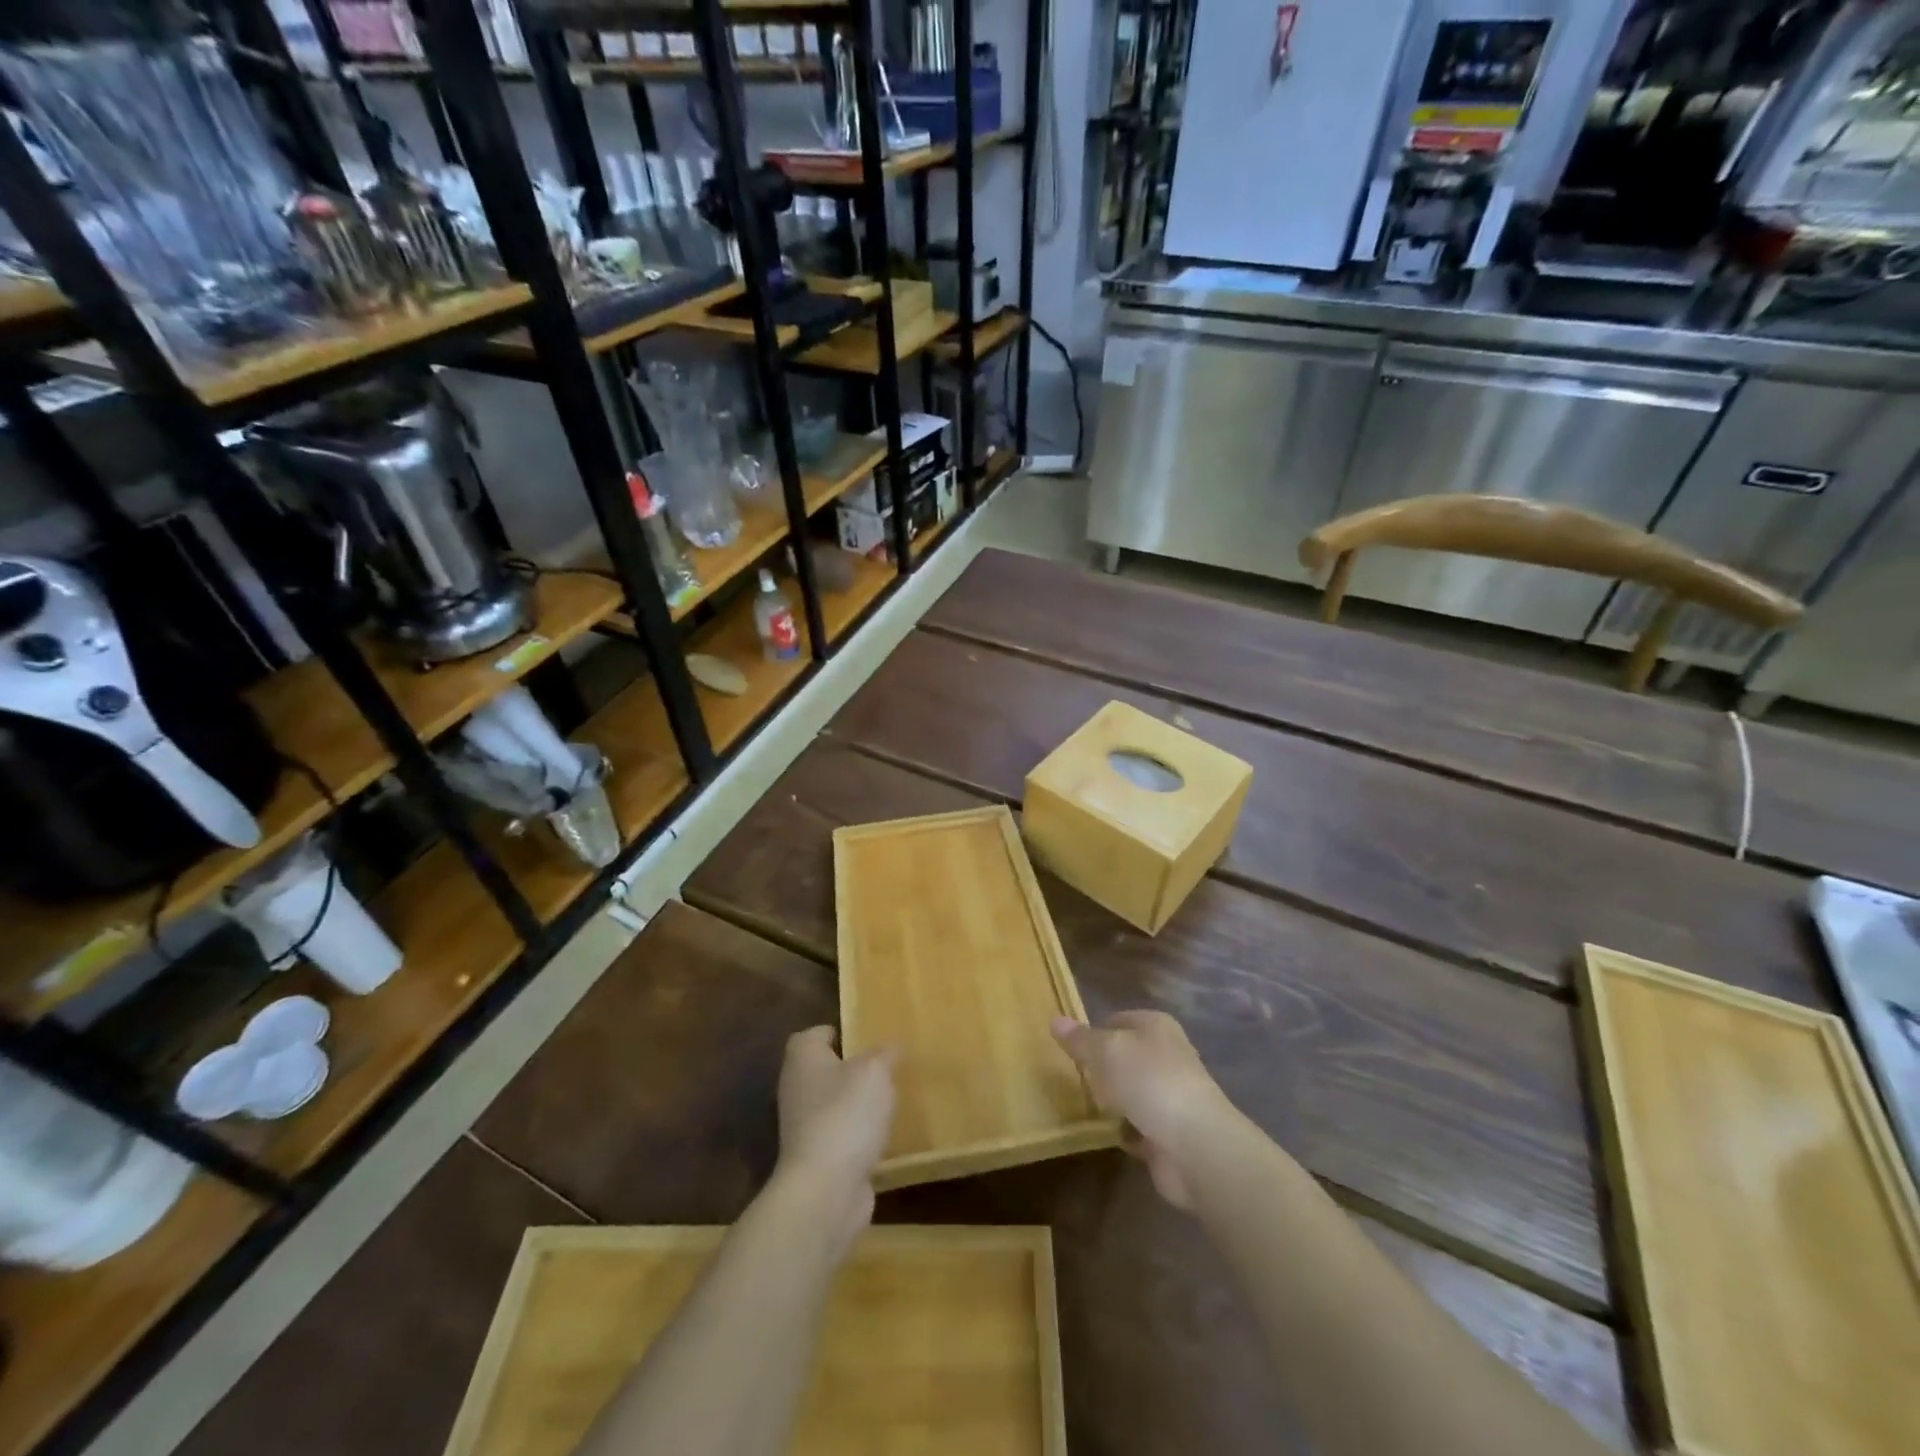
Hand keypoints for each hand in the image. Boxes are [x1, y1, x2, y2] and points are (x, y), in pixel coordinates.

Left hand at [775, 1026, 895, 1242]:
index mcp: (803, 1058)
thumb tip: (890, 1048)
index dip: (839, 1032)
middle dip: (853, 1069)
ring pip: (834, 1103)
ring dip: (857, 1104)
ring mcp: (803, 1126)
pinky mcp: (816, 1158)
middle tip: (887, 1068)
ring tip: (891, 1101)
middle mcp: (797, 1088)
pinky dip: (858, 1135)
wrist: (825, 1190)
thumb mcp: (875, 1071)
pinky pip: (841, 1135)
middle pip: (825, 1069)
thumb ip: (884, 1054)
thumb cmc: (846, 1114)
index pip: (815, 1034)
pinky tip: (883, 1137)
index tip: (867, 1037)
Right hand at [1052, 1011, 1229, 1208]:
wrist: (1194, 1145)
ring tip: (1086, 1105)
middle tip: (1074, 1077)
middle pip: (1126, 1056)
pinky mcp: (1170, 1132)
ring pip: (1132, 1091)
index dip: (1095, 1031)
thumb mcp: (1106, 1051)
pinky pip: (1138, 1125)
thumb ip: (1080, 1039)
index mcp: (1156, 1027)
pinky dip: (1125, 1130)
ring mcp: (1171, 1095)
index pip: (1118, 1020)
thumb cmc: (1149, 1081)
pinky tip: (1106, 1133)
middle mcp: (1167, 1056)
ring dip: (1114, 1101)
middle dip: (1103, 1068)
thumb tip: (1055, 1019)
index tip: (1070, 1048)